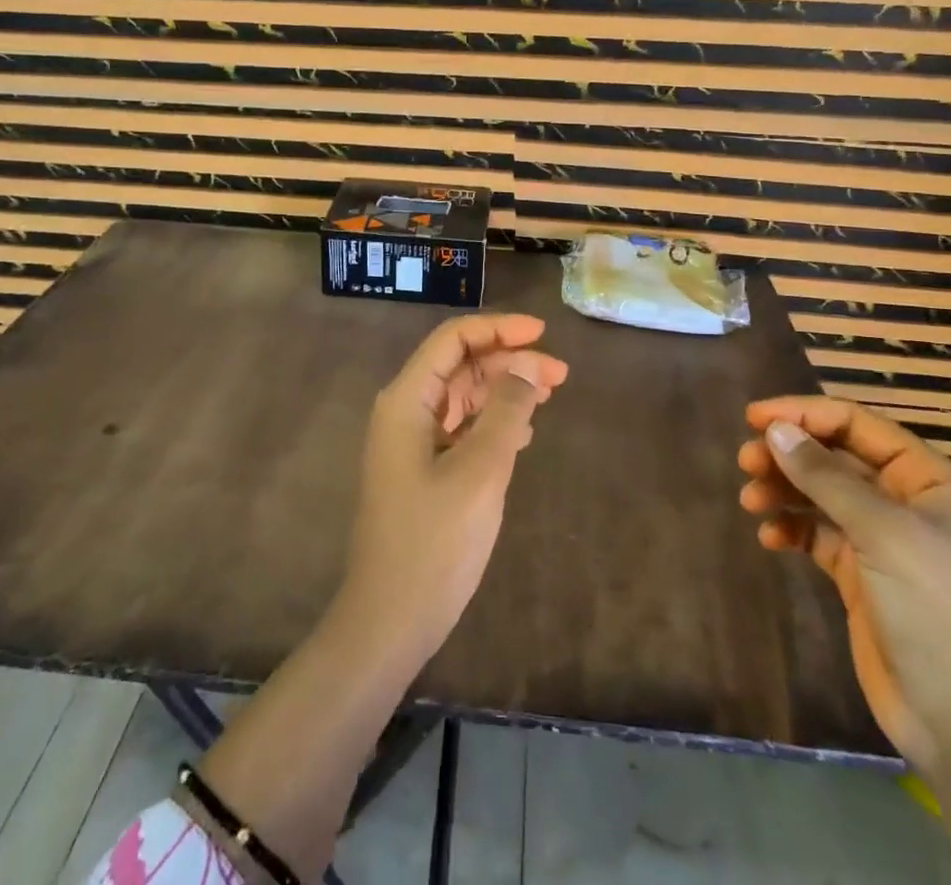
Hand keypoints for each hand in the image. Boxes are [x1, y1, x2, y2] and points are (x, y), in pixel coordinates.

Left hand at [341, 313, 568, 656]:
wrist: (390, 621)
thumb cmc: (433, 543)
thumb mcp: (480, 472)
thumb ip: (506, 412)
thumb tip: (527, 367)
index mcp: (406, 400)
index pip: (453, 340)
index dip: (498, 329)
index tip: (542, 333)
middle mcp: (405, 411)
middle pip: (460, 365)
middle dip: (509, 361)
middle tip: (560, 375)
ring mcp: (411, 442)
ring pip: (463, 395)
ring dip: (504, 390)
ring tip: (549, 395)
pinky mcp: (422, 469)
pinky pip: (461, 427)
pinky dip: (493, 421)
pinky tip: (524, 433)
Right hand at [737, 397, 950, 772]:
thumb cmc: (936, 611)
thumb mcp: (883, 533)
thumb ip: (825, 477)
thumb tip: (775, 429)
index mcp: (929, 480)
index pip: (857, 425)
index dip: (805, 414)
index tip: (753, 417)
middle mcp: (906, 502)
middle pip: (834, 457)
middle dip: (789, 454)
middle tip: (745, 461)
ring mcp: (882, 541)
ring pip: (820, 494)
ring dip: (783, 489)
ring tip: (750, 500)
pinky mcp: (860, 576)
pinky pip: (816, 534)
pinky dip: (791, 528)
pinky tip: (770, 538)